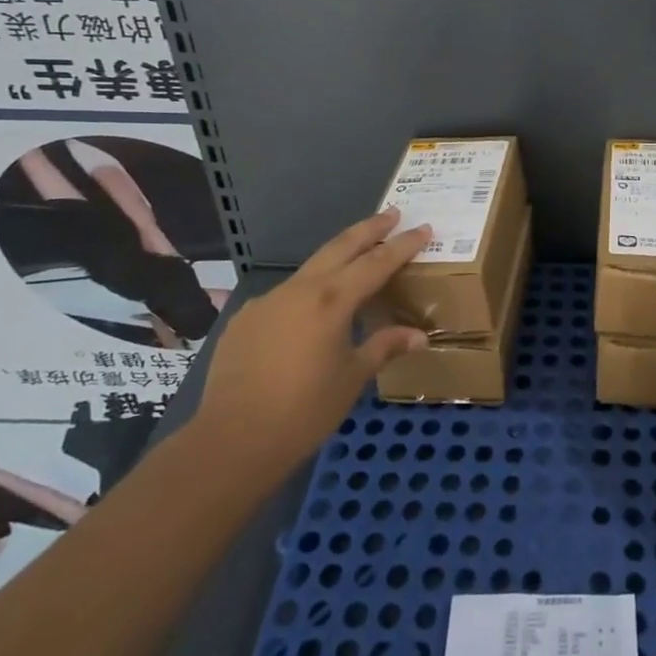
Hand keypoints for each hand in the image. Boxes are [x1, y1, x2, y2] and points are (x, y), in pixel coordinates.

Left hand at [191, 207, 430, 474]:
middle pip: (341, 247)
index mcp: (332, 301)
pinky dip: (307, 292)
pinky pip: (285, 296)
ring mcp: (268, 301)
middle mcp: (300, 290)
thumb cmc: (304, 411)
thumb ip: (384, 347)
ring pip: (311, 268)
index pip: (377, 262)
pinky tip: (310, 312)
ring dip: (338, 257)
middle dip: (369, 229)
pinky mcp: (245, 319)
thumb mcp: (353, 378)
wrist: (232, 441)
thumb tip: (418, 336)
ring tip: (357, 258)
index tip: (423, 228)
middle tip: (392, 213)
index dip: (403, 245)